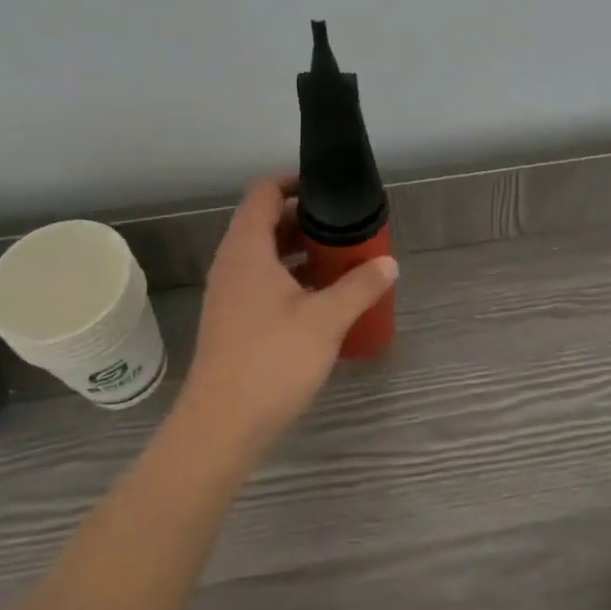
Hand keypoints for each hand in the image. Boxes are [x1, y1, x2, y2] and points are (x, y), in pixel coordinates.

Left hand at [177, 176, 398, 458]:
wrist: (221, 427)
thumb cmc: (272, 361)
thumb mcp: (325, 320)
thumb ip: (360, 286)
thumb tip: (389, 263)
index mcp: (247, 249)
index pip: (264, 193)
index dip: (295, 182)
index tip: (330, 188)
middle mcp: (233, 264)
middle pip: (266, 222)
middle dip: (307, 220)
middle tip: (347, 227)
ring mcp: (230, 294)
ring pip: (266, 256)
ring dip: (301, 252)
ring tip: (343, 260)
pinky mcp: (234, 321)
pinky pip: (264, 282)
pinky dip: (292, 278)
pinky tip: (324, 299)